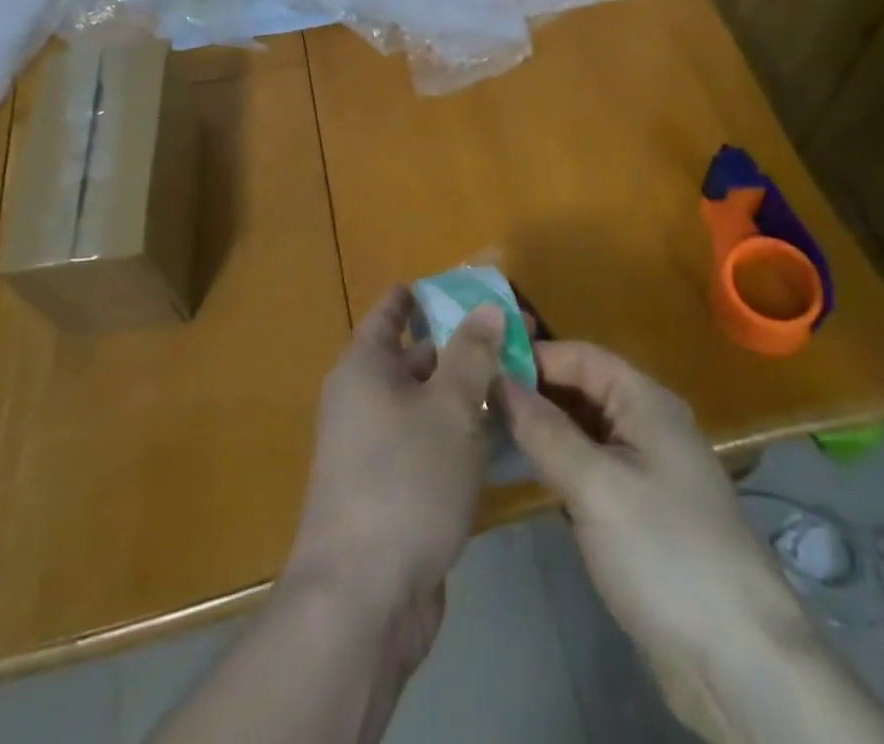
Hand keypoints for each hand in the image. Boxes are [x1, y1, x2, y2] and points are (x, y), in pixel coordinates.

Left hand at [283, 287, 505, 671]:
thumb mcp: (450, 407)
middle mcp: (363, 400)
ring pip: (428, 404)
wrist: (363, 600)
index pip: (392, 311)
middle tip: (517, 338)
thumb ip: (472, 353)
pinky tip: (503, 438)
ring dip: (467, 393)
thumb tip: (487, 306)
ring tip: (521, 381)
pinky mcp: (393, 490)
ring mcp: (375, 448)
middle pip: (416, 357)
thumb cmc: (405, 481)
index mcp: (365, 367)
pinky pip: (430, 444)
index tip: (464, 284)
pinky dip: (461, 434)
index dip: (424, 294)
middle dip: (463, 346)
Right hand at [498, 341, 785, 662]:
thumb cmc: (665, 552)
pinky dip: (557, 462)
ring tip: (485, 429)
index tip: (479, 366)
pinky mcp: (637, 511)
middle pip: (580, 390)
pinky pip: (589, 467)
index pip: (580, 356)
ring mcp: (644, 469)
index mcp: (645, 401)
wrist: (737, 660)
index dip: (533, 356)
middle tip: (473, 399)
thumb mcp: (596, 485)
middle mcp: (646, 424)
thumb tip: (497, 380)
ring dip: (541, 428)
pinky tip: (522, 471)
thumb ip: (544, 430)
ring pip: (582, 430)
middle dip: (532, 391)